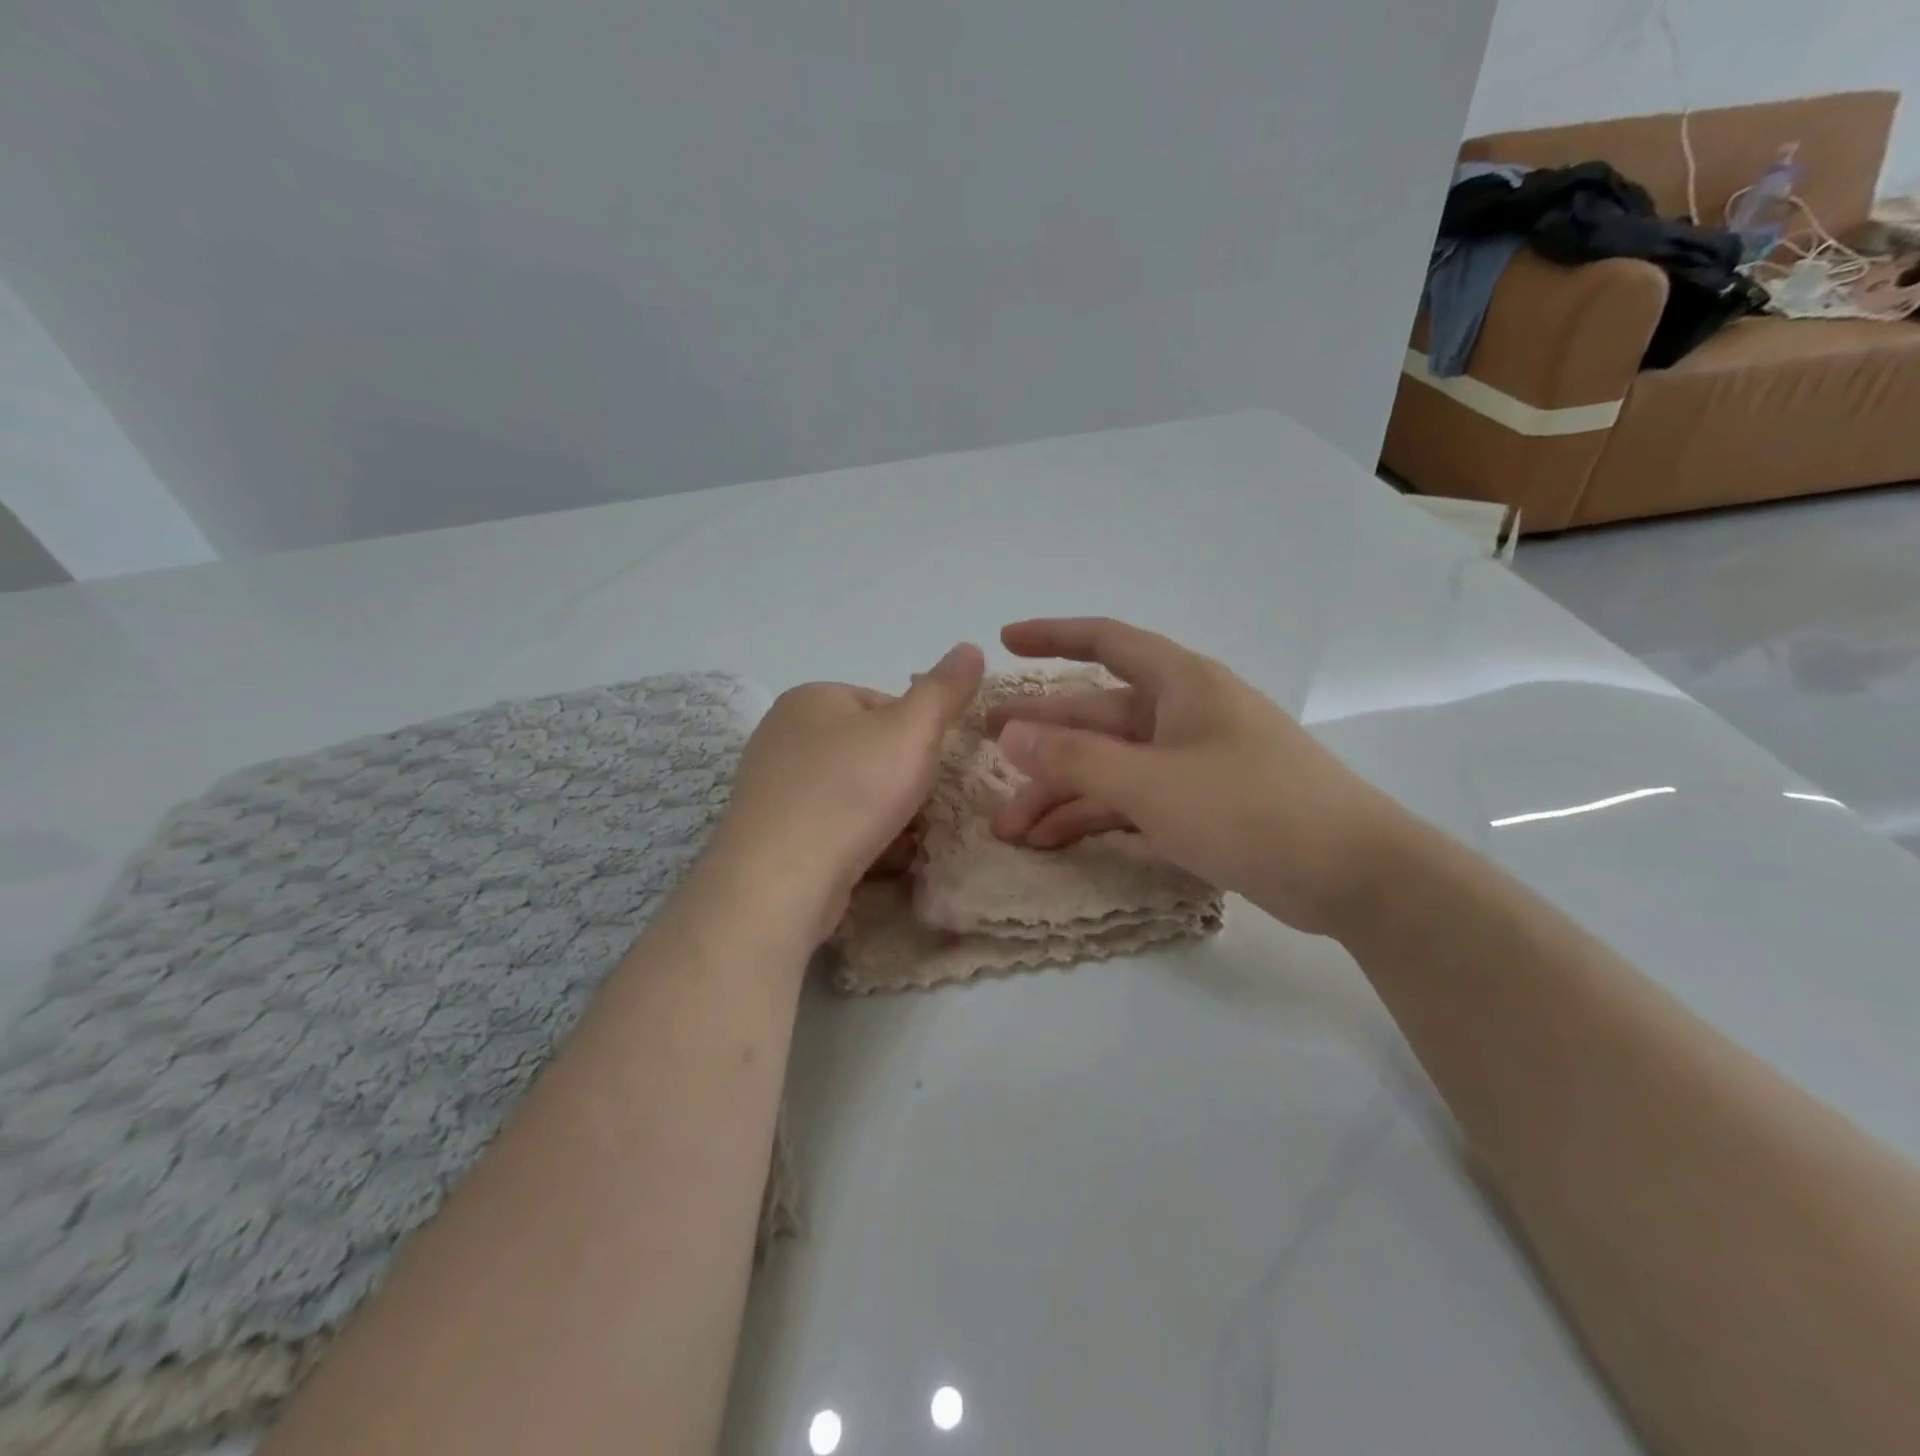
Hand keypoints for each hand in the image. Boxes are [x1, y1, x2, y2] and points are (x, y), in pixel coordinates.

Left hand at [706, 644, 985, 940]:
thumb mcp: (912, 731)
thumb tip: (971, 647)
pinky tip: (869, 859)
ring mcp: (770, 784)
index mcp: (810, 697)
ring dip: (881, 812)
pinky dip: (853, 837)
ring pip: (849, 790)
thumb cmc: (851, 791)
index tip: (928, 769)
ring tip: (899, 839)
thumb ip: (944, 690)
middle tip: (918, 808)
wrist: (781, 879)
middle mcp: (782, 733)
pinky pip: (827, 824)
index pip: (883, 704)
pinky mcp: (770, 831)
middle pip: (866, 749)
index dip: (917, 736)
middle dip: (898, 778)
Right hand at [987, 618, 1408, 936]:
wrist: (1354, 875)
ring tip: (1009, 827)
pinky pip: (1131, 798)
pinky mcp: (1200, 804)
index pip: (1106, 642)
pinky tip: (1053, 841)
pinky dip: (1094, 816)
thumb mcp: (1152, 784)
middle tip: (982, 748)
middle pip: (1096, 716)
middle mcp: (1183, 714)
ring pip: (1109, 765)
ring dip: (1060, 793)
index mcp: (1180, 684)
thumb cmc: (1252, 810)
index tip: (1004, 642)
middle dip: (1040, 738)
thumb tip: (1008, 734)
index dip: (1052, 637)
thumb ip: (1076, 760)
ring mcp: (1191, 761)